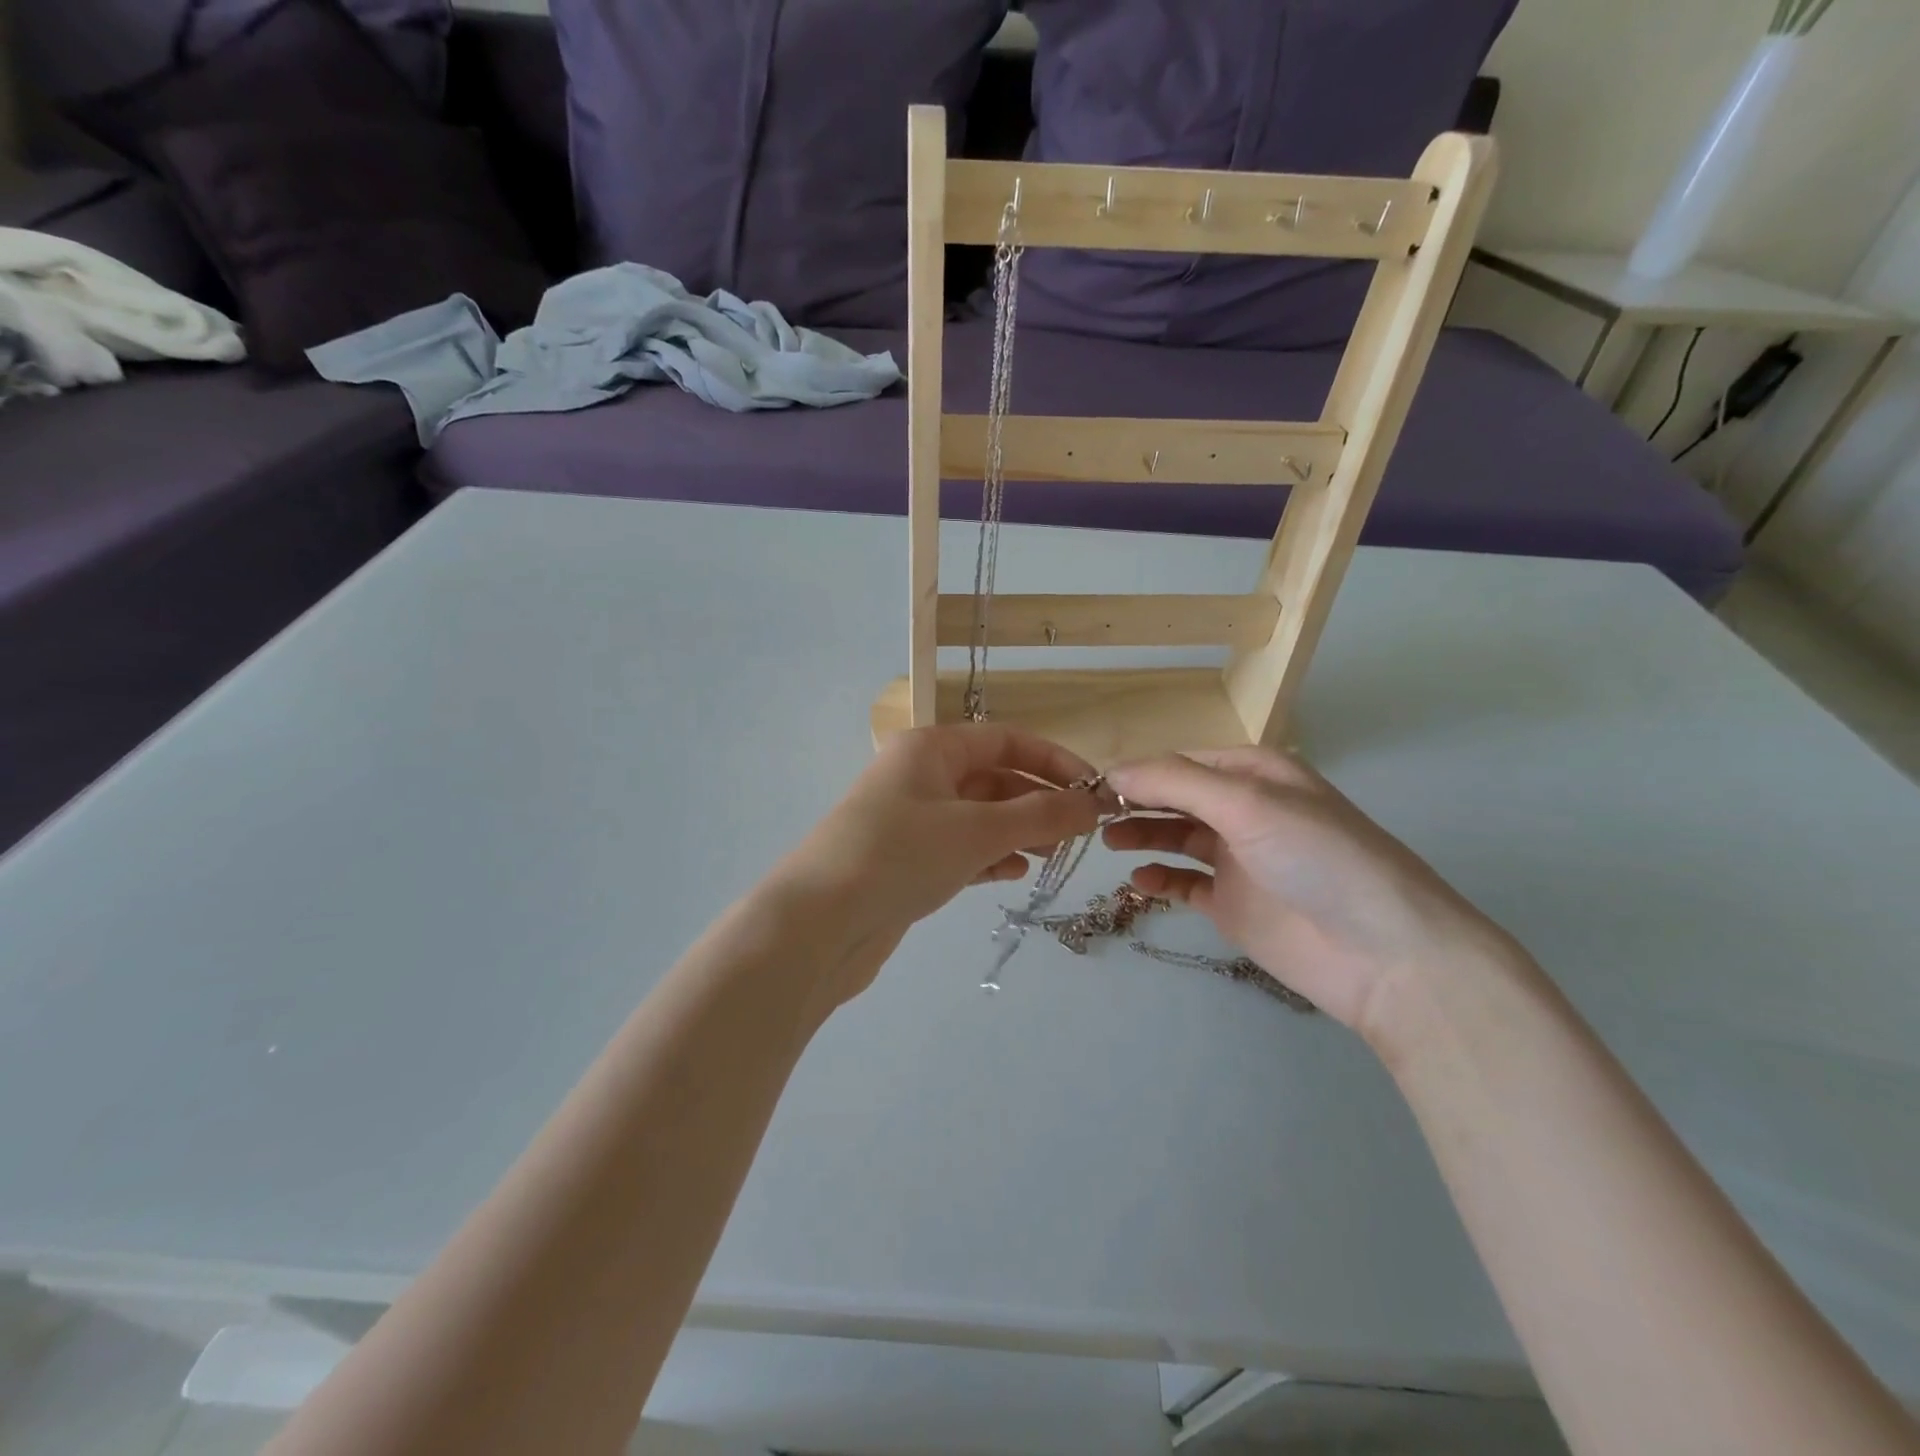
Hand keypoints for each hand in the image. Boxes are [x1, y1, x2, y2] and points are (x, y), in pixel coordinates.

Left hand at [772, 725, 1103, 1002]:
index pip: (1005, 740)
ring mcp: (909, 819)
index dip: (1053, 761)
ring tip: (1051, 856)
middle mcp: (918, 775)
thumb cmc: (900, 857)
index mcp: (930, 748)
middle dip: (1037, 802)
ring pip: (978, 816)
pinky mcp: (905, 860)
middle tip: (1077, 835)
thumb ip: (1039, 816)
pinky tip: (1011, 875)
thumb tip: (1093, 804)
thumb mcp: (976, 831)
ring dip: (1017, 831)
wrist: (817, 925)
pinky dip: (989, 857)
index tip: (1093, 790)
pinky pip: (959, 848)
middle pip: (993, 778)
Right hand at [1105, 747, 1526, 1045]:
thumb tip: (1112, 772)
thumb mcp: (1249, 803)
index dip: (1139, 771)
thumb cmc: (1319, 858)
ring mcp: (1238, 859)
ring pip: (1175, 837)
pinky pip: (1184, 883)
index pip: (1182, 762)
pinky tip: (1136, 880)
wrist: (1384, 955)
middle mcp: (1245, 810)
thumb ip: (1177, 783)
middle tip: (1091, 815)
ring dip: (1141, 834)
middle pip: (1176, 797)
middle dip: (1136, 801)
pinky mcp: (1233, 905)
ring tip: (1107, 842)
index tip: (1092, 786)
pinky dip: (1158, 878)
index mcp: (1256, 774)